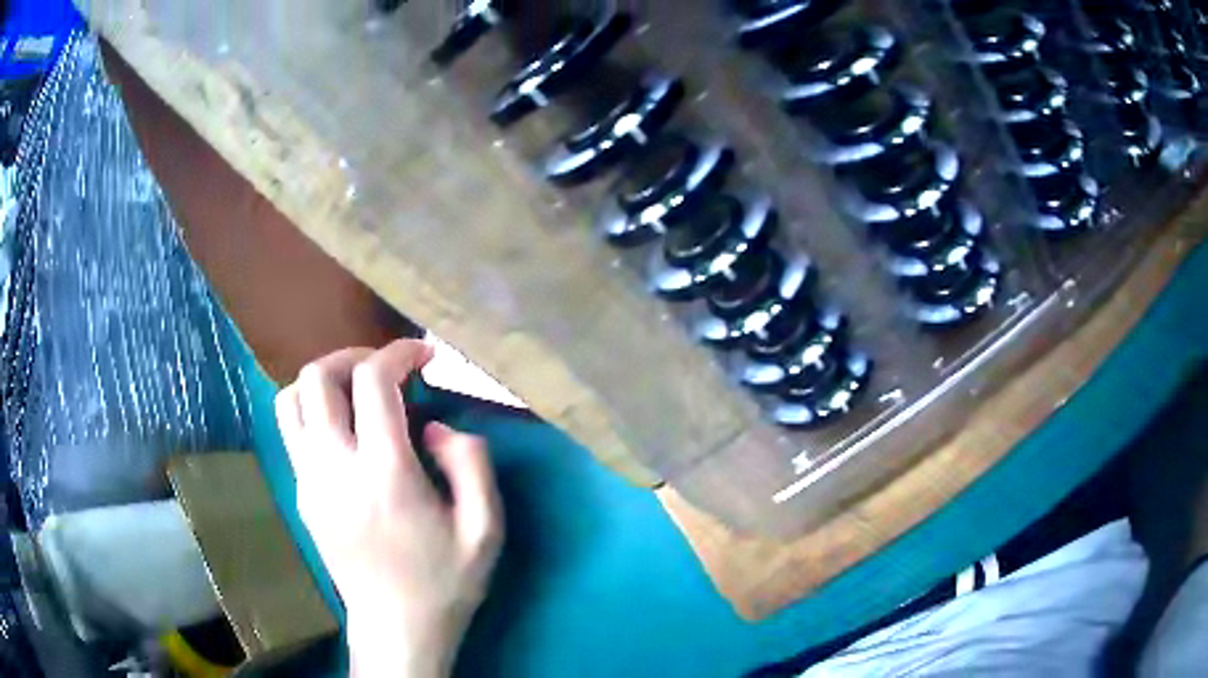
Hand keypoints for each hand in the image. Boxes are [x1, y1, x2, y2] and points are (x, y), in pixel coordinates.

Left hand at [275, 340, 503, 677]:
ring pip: (290, 400)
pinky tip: (346, 432)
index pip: (372, 381)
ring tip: (356, 393)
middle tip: (386, 370)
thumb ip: (471, 462)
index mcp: (385, 474)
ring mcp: (309, 482)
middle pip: (316, 378)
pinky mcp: (301, 496)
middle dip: (353, 357)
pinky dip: (313, 411)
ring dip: (323, 381)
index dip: (399, 352)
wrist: (397, 629)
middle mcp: (335, 468)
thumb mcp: (486, 528)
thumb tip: (435, 427)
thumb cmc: (445, 582)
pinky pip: (292, 432)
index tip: (424, 356)